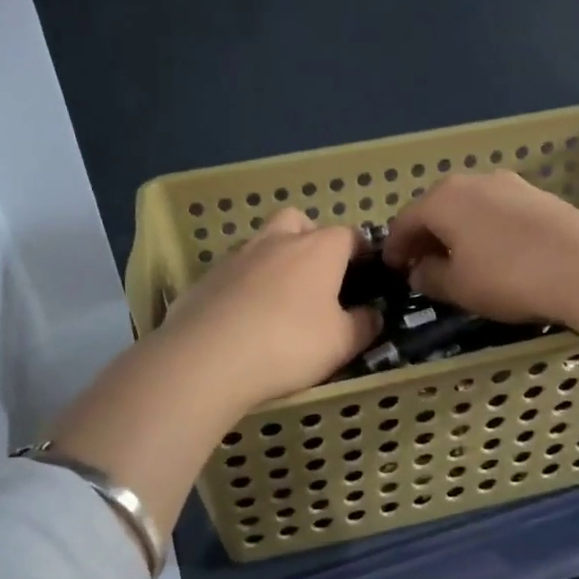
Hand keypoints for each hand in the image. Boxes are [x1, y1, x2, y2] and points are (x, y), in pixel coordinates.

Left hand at [155, 208, 381, 411]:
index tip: (364, 272)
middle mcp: (277, 241)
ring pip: (261, 243)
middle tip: (315, 275)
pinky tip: (243, 317)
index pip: (347, 234)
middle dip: (310, 238)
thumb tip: (372, 314)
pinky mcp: (206, 277)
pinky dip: (243, 285)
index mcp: (317, 249)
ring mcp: (236, 256)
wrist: (208, 357)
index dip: (359, 251)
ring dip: (273, 260)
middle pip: (298, 221)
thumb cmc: (289, 344)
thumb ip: (363, 325)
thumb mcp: (342, 343)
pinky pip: (233, 271)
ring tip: (277, 299)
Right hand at [382, 171, 578, 326]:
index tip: (392, 269)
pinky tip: (496, 255)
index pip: (405, 221)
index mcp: (443, 198)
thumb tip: (420, 271)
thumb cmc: (508, 277)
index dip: (395, 247)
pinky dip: (487, 231)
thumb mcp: (458, 287)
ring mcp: (511, 185)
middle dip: (426, 237)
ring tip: (460, 262)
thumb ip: (430, 277)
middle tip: (422, 266)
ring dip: (458, 233)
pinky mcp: (541, 197)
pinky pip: (499, 213)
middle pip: (438, 209)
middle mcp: (474, 181)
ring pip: (470, 209)